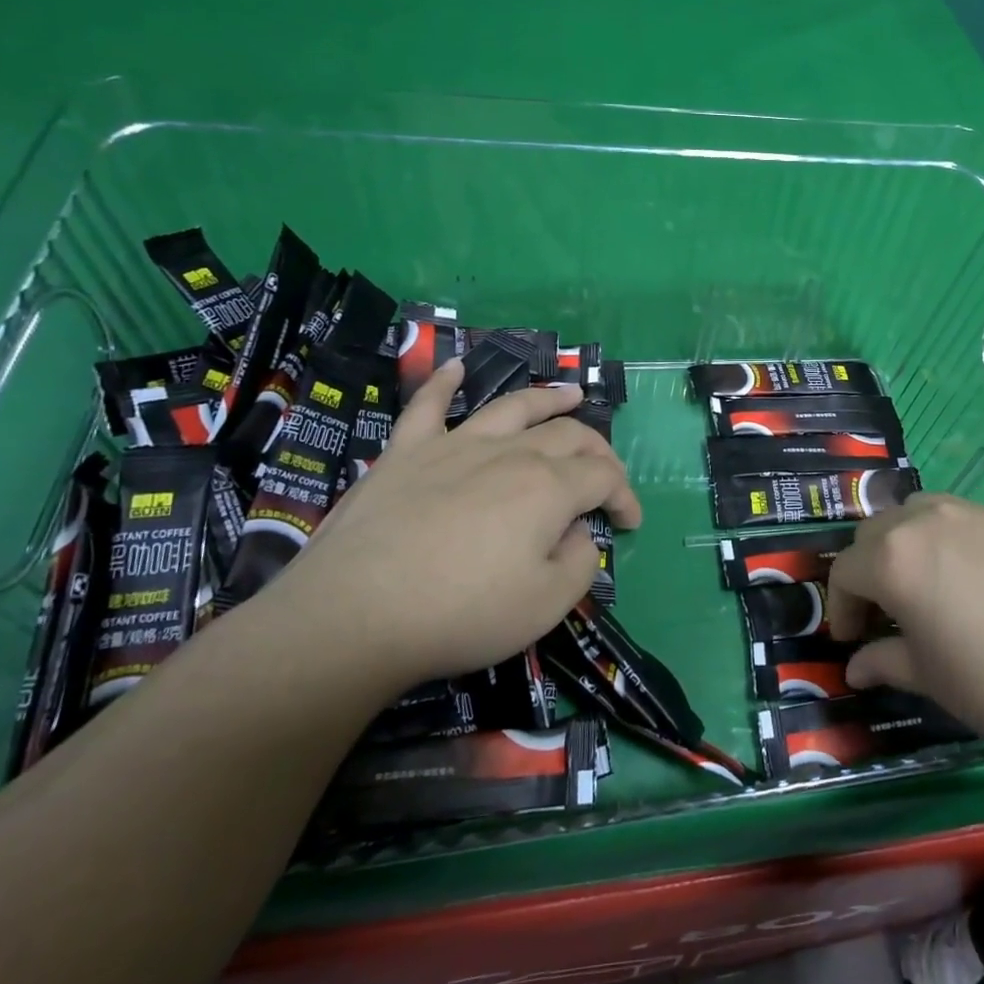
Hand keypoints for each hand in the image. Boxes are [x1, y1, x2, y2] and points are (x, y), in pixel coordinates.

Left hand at [273, 359, 641, 693]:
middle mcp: (509, 453)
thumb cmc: (460, 614)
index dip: (624, 496)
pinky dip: (443, 384)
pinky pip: (426, 406)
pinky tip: (454, 368)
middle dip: (598, 450)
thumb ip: (580, 563)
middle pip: (567, 435)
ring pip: (512, 408)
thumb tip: (579, 532)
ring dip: (547, 398)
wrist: (353, 615)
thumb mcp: (546, 605)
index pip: (603, 476)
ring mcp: (454, 446)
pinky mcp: (405, 453)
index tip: (630, 522)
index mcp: (548, 487)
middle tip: (607, 472)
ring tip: (570, 393)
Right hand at [827, 493, 983, 777]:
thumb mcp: (932, 679)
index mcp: (895, 558)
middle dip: (868, 569)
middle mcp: (928, 519)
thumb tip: (856, 667)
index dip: (840, 606)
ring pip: (919, 513)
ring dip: (907, 544)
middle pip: (876, 531)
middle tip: (884, 613)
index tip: (851, 639)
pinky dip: (951, 542)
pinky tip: (980, 584)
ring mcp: (977, 513)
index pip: (844, 570)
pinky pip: (965, 519)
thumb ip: (884, 662)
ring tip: (927, 587)